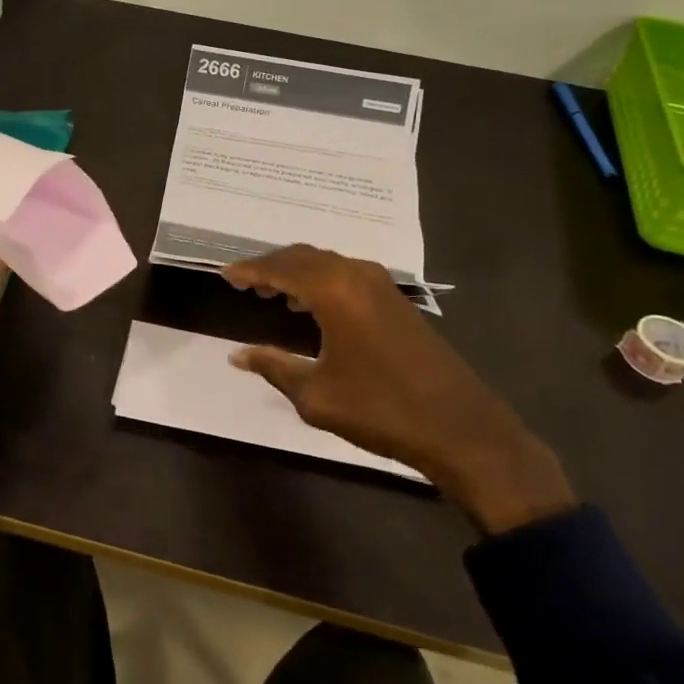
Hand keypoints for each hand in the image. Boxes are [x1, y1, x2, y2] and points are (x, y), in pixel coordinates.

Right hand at [224, 245, 575, 534]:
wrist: (458, 426)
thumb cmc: (380, 409)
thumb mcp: (315, 394)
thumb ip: (273, 366)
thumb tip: (236, 355)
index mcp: (333, 290)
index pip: (280, 268)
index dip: (249, 270)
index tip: (224, 275)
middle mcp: (356, 275)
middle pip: (303, 256)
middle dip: (271, 266)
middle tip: (244, 282)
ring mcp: (381, 285)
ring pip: (326, 263)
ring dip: (296, 272)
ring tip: (271, 292)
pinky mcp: (395, 300)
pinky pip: (345, 275)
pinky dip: (320, 281)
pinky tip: (310, 306)